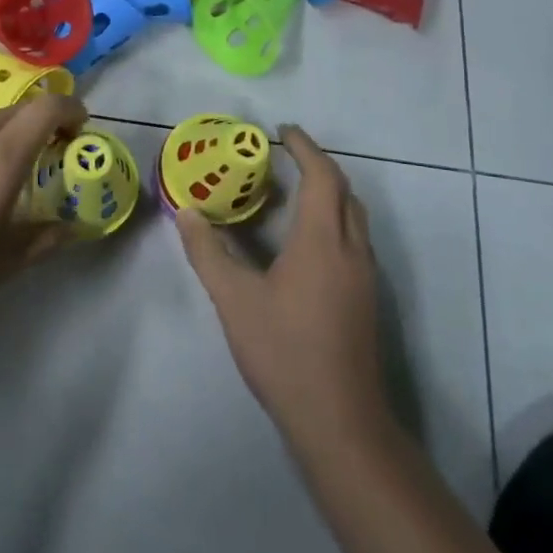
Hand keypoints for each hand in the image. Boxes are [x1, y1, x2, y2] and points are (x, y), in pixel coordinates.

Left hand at [0, 93, 86, 320]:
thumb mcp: (1, 263)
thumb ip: (43, 239)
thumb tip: (71, 228)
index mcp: (1, 155)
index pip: (47, 108)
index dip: (70, 111)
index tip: (78, 130)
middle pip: (17, 113)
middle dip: (38, 129)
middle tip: (42, 163)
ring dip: (1, 140)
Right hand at [176, 125, 390, 453]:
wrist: (340, 421)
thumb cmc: (284, 351)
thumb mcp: (233, 300)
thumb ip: (207, 252)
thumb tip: (186, 212)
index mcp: (322, 241)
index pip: (322, 176)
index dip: (304, 148)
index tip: (281, 132)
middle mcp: (351, 251)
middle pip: (344, 192)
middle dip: (318, 166)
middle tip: (285, 157)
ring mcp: (364, 278)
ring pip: (353, 218)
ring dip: (328, 194)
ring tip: (291, 192)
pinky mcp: (366, 301)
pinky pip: (353, 241)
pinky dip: (331, 221)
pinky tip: (303, 243)